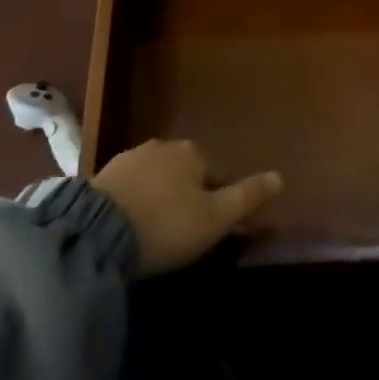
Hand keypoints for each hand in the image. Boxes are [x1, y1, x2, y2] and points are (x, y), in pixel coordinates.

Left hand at [92, 139, 282, 276]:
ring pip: (156, 177)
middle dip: (186, 196)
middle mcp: (163, 146)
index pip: (215, 174)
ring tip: (155, 232)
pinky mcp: (104, 174)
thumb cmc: (166, 225)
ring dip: (159, 197)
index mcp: (193, 153)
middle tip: (181, 233)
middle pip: (185, 172)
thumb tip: (280, 176)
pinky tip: (130, 225)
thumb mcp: (215, 218)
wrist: (98, 230)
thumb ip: (247, 197)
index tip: (208, 230)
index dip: (216, 202)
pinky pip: (130, 186)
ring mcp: (131, 157)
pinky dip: (135, 201)